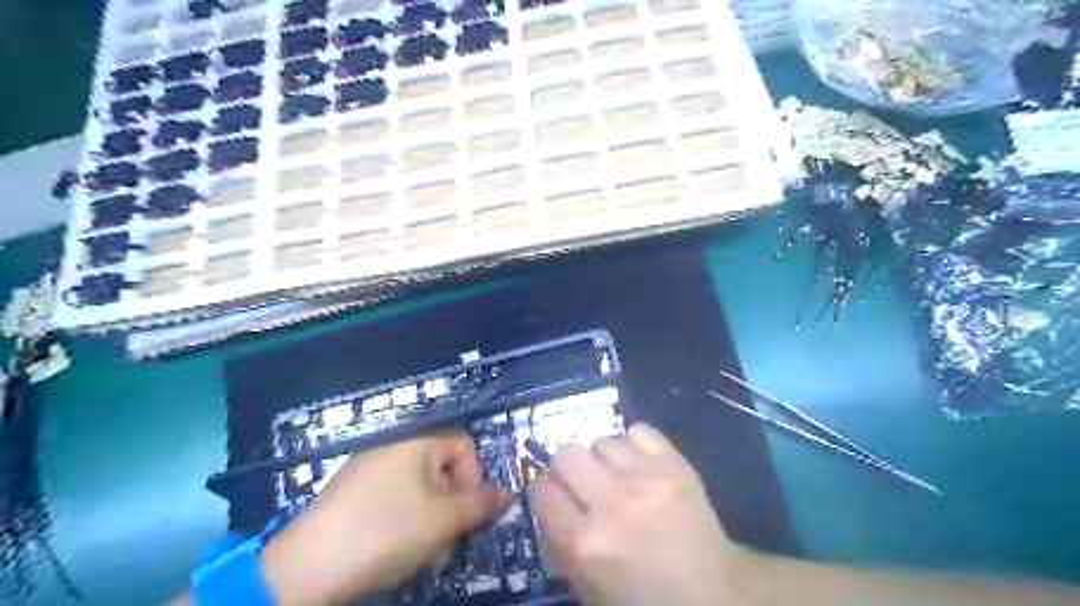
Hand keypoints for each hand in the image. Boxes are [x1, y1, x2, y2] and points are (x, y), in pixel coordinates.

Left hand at [260, 432, 513, 604]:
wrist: (306, 567)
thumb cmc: (386, 532)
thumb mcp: (444, 520)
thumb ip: (481, 504)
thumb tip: (508, 493)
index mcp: (418, 444)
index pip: (464, 446)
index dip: (475, 477)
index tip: (469, 512)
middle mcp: (393, 449)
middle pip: (442, 472)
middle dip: (452, 509)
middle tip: (446, 545)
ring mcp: (367, 471)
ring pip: (418, 492)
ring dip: (430, 523)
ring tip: (421, 558)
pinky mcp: (349, 495)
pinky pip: (391, 501)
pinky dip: (402, 524)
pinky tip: (393, 554)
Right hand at [528, 422, 748, 605]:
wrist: (713, 594)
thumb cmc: (644, 599)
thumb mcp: (587, 588)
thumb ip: (558, 545)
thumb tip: (548, 504)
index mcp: (585, 543)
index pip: (541, 489)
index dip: (544, 492)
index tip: (554, 497)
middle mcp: (612, 503)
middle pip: (566, 455)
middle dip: (568, 469)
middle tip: (583, 484)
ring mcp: (647, 479)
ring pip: (602, 440)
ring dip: (603, 458)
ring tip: (616, 475)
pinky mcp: (675, 464)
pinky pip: (639, 430)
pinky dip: (634, 444)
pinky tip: (640, 464)